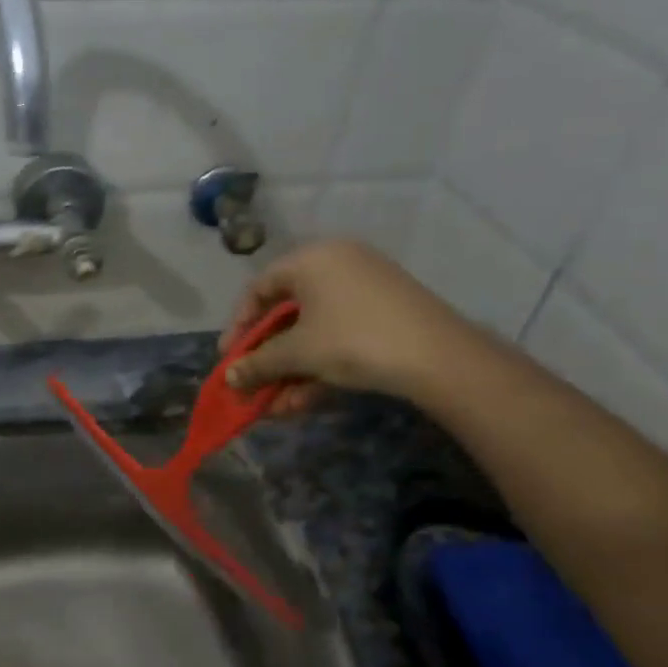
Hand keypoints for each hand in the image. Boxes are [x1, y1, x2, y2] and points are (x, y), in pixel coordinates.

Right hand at [219, 239, 478, 407]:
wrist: (439, 357)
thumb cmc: (353, 340)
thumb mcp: (298, 353)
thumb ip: (257, 364)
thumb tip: (229, 379)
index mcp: (312, 259)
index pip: (259, 288)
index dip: (239, 326)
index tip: (230, 358)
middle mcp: (337, 265)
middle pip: (287, 314)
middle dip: (267, 358)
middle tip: (252, 385)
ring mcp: (364, 290)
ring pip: (313, 332)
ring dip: (290, 371)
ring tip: (276, 407)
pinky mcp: (385, 315)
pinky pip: (338, 337)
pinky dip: (319, 366)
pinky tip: (303, 401)